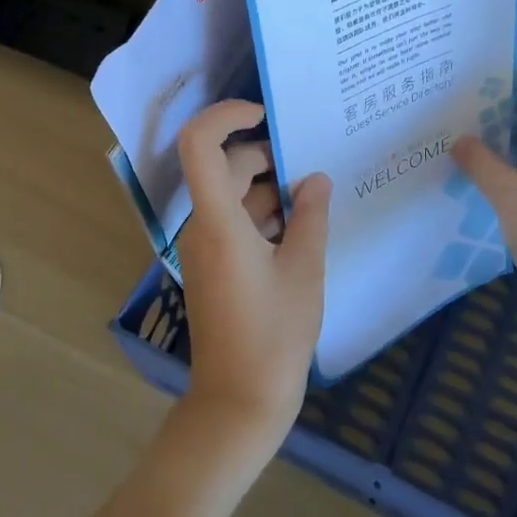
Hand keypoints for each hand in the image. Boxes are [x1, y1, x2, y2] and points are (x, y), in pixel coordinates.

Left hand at [175, 101, 331, 454]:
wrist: (238, 402)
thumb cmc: (274, 336)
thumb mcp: (304, 271)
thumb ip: (311, 217)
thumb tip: (316, 179)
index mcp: (218, 221)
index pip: (199, 144)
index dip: (225, 116)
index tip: (264, 114)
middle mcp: (202, 226)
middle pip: (226, 167)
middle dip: (269, 159)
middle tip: (314, 168)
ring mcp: (205, 247)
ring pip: (235, 195)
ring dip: (272, 191)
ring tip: (317, 203)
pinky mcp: (213, 265)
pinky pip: (236, 222)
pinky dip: (265, 216)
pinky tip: (303, 229)